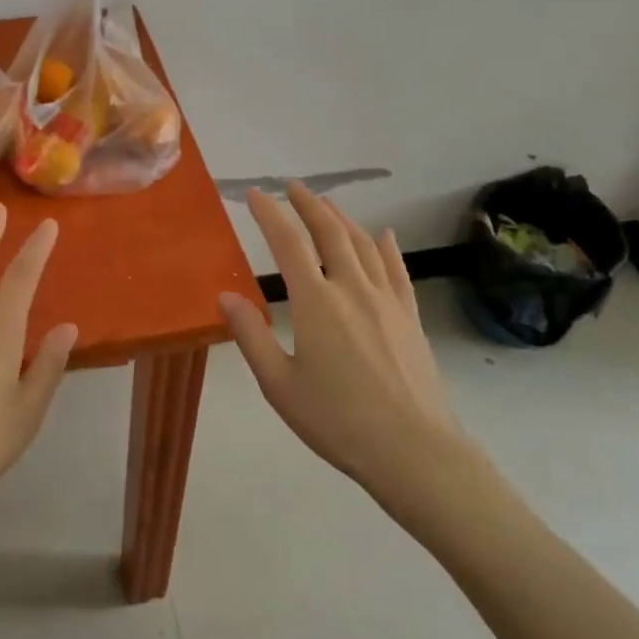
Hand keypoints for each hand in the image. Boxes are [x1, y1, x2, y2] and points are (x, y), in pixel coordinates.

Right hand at [219, 184, 462, 498]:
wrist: (413, 450)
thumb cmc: (337, 421)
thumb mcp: (279, 385)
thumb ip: (250, 336)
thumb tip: (225, 295)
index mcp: (315, 302)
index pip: (288, 243)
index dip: (270, 214)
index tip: (256, 194)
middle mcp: (352, 288)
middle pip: (330, 231)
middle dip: (309, 204)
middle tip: (293, 187)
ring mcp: (387, 300)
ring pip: (363, 244)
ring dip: (342, 218)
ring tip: (327, 205)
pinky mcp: (409, 316)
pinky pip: (397, 269)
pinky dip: (386, 247)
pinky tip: (384, 235)